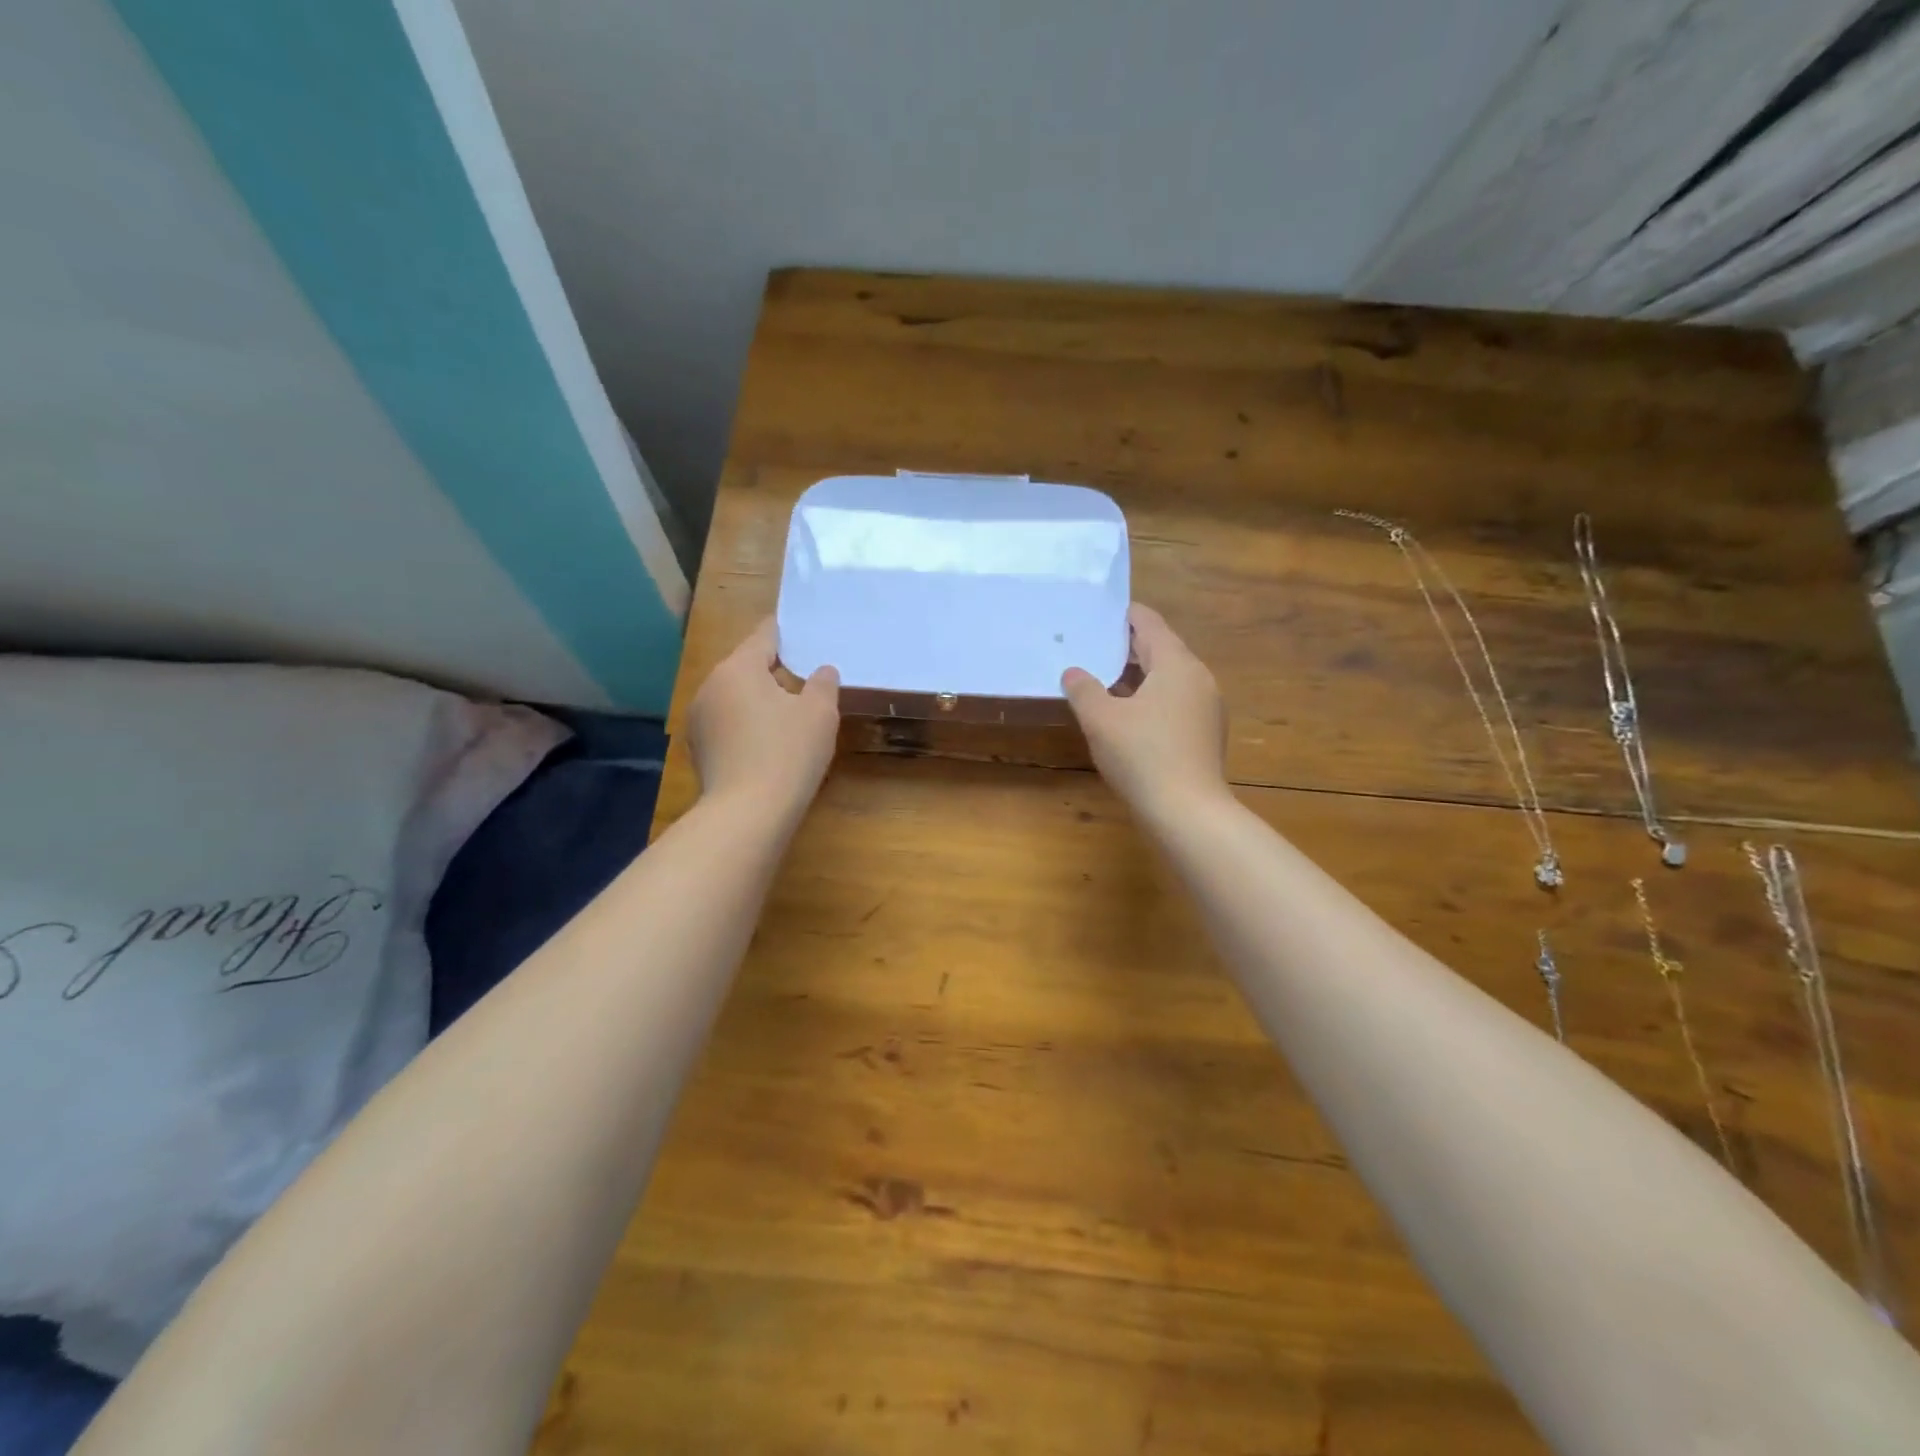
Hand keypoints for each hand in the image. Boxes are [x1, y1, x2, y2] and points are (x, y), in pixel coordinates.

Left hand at [689, 619, 839, 818]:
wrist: (747, 815)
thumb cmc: (787, 753)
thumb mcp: (819, 714)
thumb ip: (823, 683)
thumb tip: (822, 671)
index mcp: (737, 668)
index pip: (764, 636)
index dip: (787, 633)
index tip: (805, 634)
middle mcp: (710, 687)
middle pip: (747, 667)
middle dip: (776, 671)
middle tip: (808, 680)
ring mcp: (699, 720)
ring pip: (736, 697)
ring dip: (760, 700)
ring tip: (791, 715)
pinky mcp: (699, 750)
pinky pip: (729, 724)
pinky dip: (748, 726)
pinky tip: (769, 745)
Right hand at [1062, 603, 1228, 819]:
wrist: (1188, 813)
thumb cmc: (1143, 756)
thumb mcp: (1101, 720)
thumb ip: (1084, 690)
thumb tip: (1073, 672)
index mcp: (1176, 664)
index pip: (1150, 624)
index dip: (1124, 616)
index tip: (1099, 613)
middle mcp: (1198, 679)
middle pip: (1161, 650)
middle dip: (1127, 647)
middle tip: (1093, 646)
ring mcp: (1207, 708)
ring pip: (1168, 679)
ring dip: (1137, 677)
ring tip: (1103, 681)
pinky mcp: (1205, 735)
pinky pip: (1174, 703)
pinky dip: (1150, 699)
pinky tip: (1127, 716)